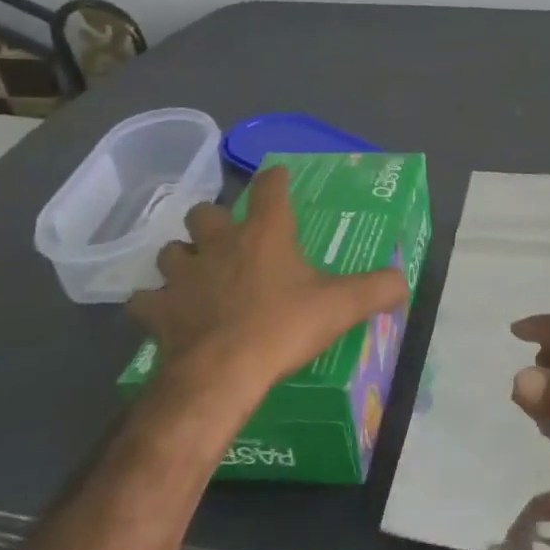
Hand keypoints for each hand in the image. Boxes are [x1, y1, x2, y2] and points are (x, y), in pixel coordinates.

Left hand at [128, 165, 407, 403]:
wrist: (221, 374)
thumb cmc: (283, 327)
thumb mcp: (342, 306)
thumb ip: (378, 288)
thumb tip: (403, 282)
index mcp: (266, 234)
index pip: (270, 189)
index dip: (275, 179)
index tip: (278, 175)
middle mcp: (220, 244)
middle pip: (204, 212)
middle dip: (213, 219)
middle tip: (227, 236)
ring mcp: (183, 275)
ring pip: (171, 250)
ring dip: (182, 257)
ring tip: (196, 272)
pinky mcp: (158, 310)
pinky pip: (146, 298)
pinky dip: (154, 301)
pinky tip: (165, 312)